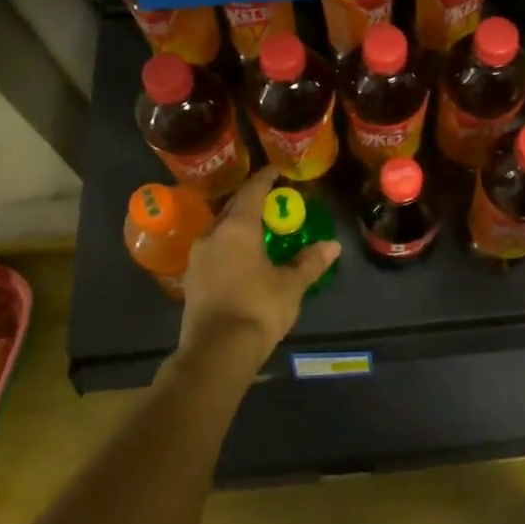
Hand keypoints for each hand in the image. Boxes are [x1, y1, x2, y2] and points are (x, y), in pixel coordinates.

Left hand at [176, 167, 339, 374]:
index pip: (252, 192)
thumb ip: (310, 262)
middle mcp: (213, 235)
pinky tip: (242, 257)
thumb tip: (332, 246)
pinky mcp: (192, 280)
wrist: (216, 353)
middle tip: (272, 201)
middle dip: (251, 202)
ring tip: (258, 229)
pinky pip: (214, 251)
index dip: (265, 178)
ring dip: (238, 225)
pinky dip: (229, 246)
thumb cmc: (258, 309)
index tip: (276, 170)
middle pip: (233, 208)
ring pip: (220, 230)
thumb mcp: (291, 285)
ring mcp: (198, 258)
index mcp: (237, 228)